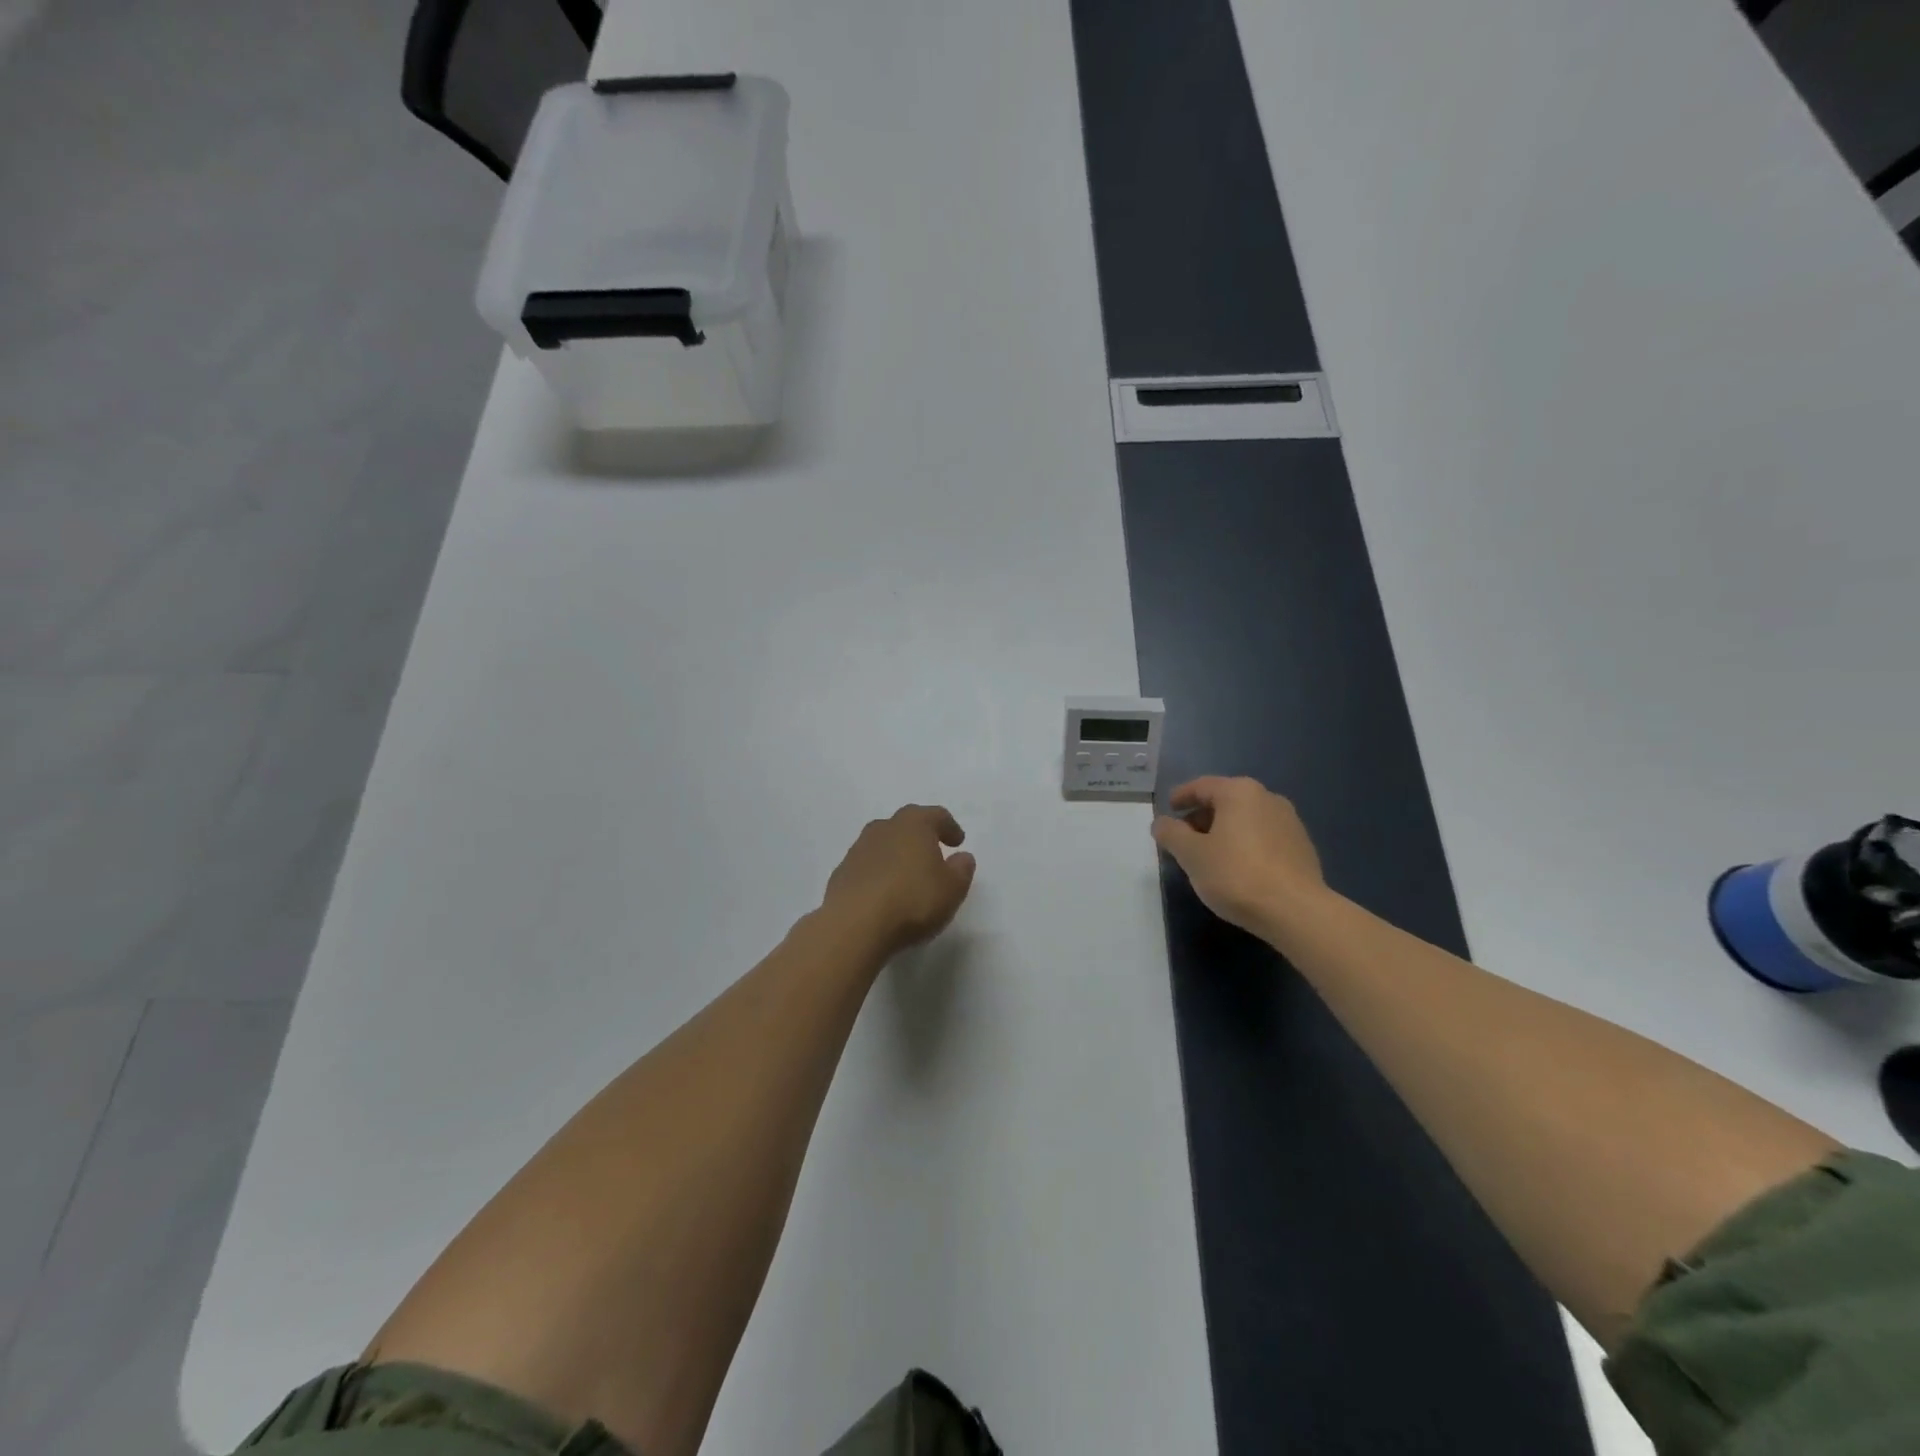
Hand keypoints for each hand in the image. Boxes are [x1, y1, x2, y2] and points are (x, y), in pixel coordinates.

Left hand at [822, 805, 977, 956]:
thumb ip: (961, 870)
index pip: (936, 815)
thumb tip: (962, 857)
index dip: (949, 827)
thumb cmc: (912, 901)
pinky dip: (878, 873)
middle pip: (906, 824)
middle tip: (933, 853)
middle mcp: (883, 828)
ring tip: (908, 876)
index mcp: (914, 824)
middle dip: (920, 836)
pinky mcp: (841, 873)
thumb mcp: (952, 889)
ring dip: (897, 854)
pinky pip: (867, 866)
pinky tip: (884, 894)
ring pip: (883, 844)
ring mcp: (858, 850)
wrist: (854, 925)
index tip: (958, 842)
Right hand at [1151, 777, 1326, 935]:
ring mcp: (1289, 821)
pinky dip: (1245, 844)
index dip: (1181, 797)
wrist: (1296, 911)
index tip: (1168, 810)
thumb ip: (1171, 834)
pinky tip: (1238, 867)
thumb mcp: (1191, 855)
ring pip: (1246, 819)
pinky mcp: (1302, 846)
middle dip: (1202, 816)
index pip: (1201, 786)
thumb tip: (1161, 823)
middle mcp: (1267, 798)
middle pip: (1225, 800)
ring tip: (1209, 855)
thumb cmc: (1236, 875)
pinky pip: (1263, 836)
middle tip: (1184, 838)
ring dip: (1224, 831)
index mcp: (1239, 792)